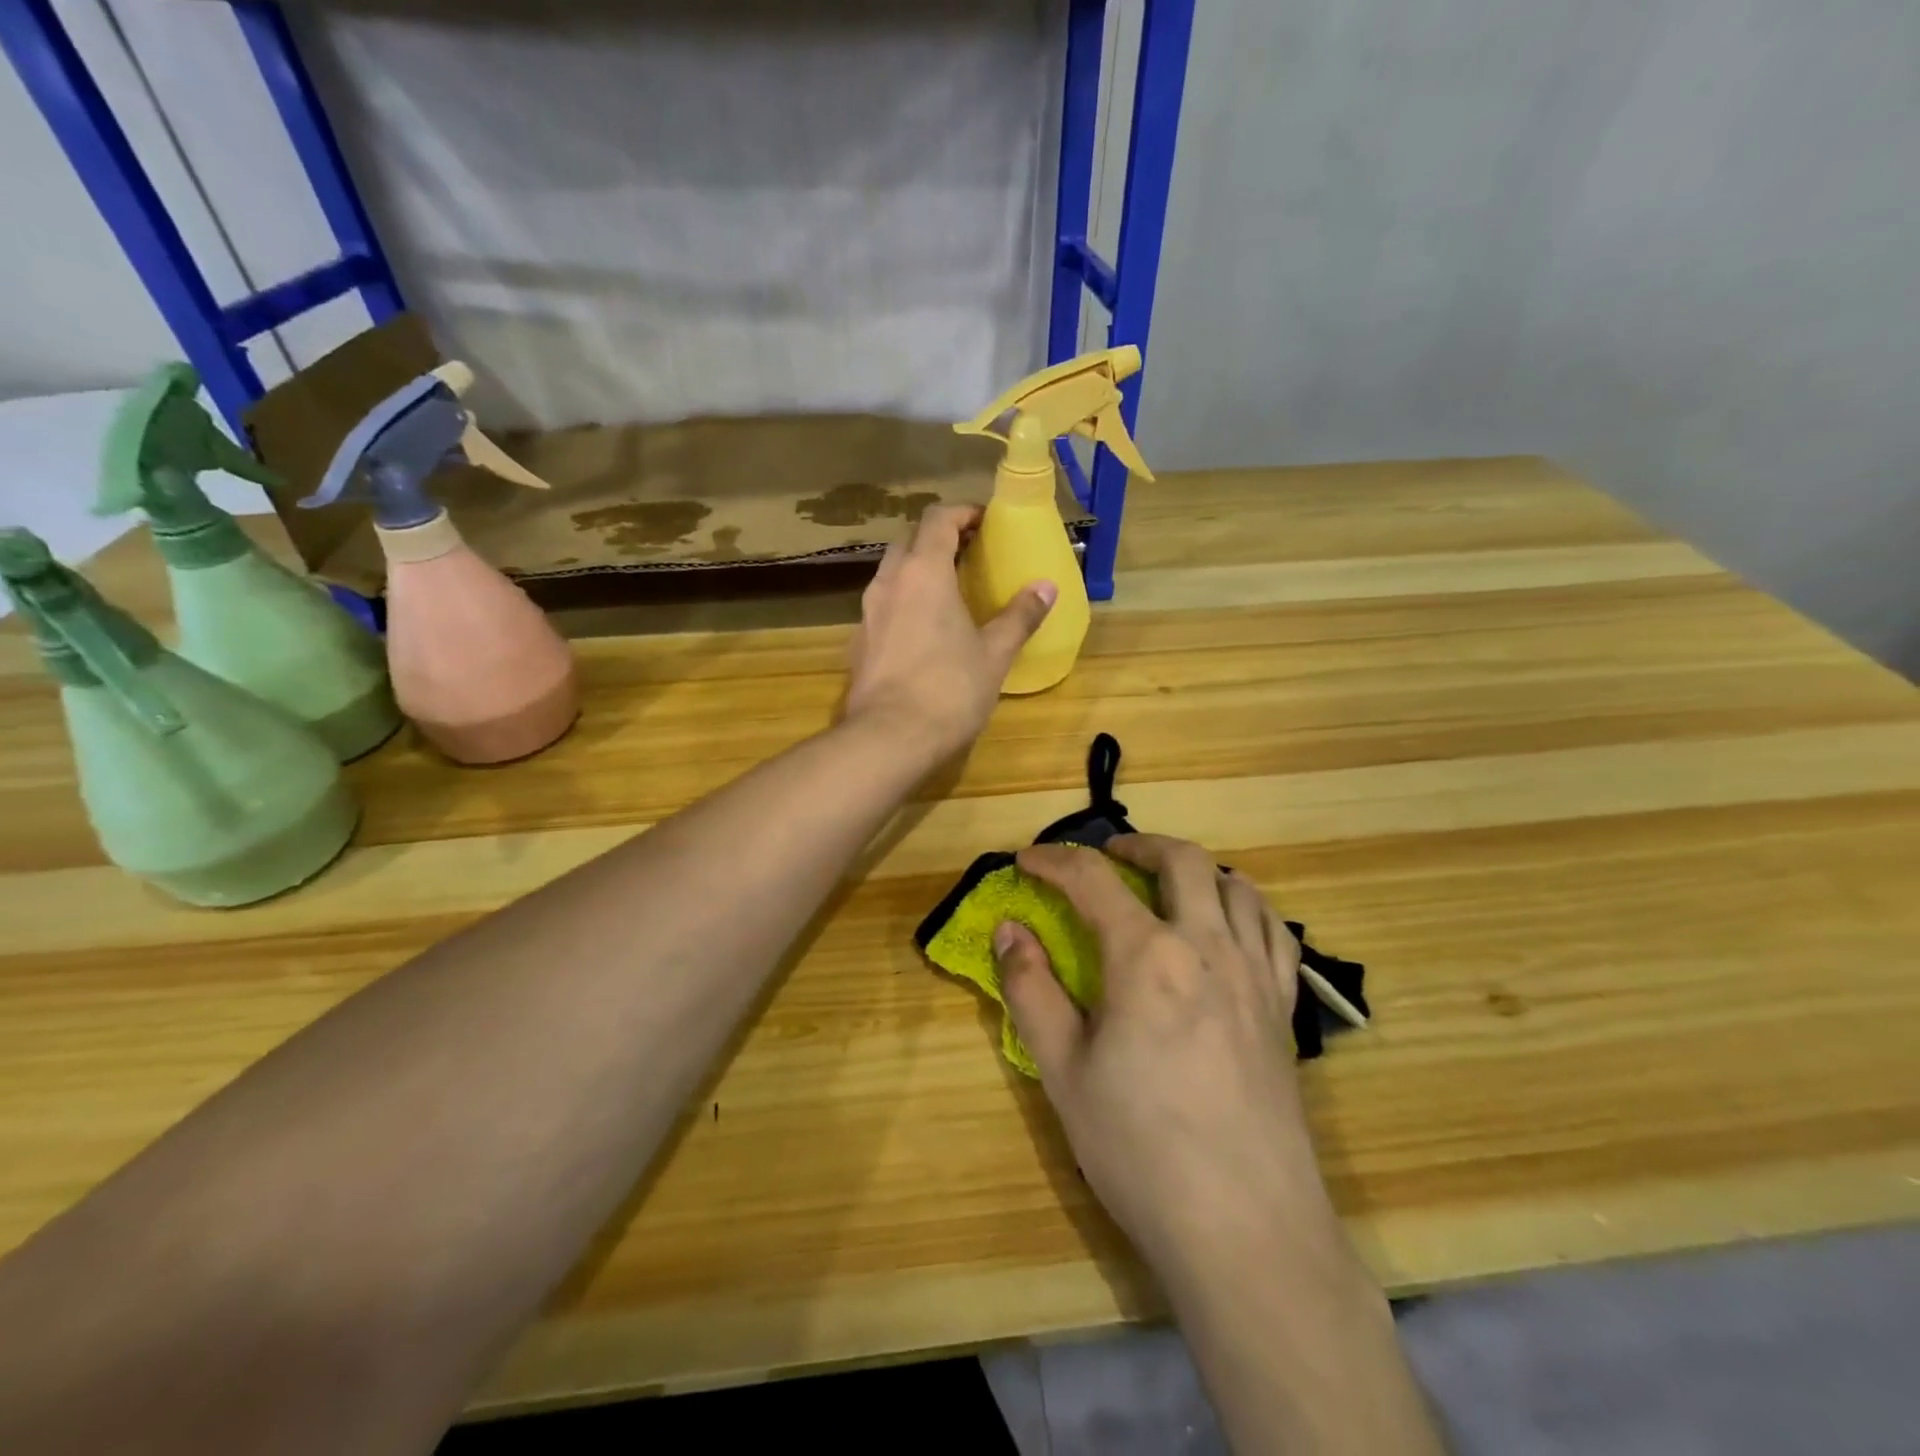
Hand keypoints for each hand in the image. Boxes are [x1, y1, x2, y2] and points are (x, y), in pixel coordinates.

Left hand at [845, 504, 1055, 760]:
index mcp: (924, 572)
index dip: (964, 513)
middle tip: (969, 554)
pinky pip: (883, 605)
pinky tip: (924, 629)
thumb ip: (1019, 616)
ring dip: (918, 569)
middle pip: (909, 539)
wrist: (889, 738)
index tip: (986, 523)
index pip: (938, 518)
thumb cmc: (949, 689)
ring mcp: (868, 612)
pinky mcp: (859, 642)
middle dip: (938, 537)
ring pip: (892, 572)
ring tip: (949, 590)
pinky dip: (904, 600)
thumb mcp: (994, 654)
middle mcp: (889, 582)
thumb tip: (1046, 587)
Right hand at [994, 835, 1340, 1277]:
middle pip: (1181, 860)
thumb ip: (1030, 990)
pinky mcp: (1283, 1008)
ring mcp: (1256, 975)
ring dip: (1197, 869)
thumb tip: (1009, 930)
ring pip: (1237, 885)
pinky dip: (1246, 907)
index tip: (1026, 861)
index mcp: (1146, 956)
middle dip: (1137, 844)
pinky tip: (1229, 927)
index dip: (1054, 862)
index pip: (1094, 881)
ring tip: (1169, 883)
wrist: (1246, 1229)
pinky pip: (1275, 930)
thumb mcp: (1061, 1071)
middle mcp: (1208, 946)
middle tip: (1108, 856)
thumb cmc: (1139, 1150)